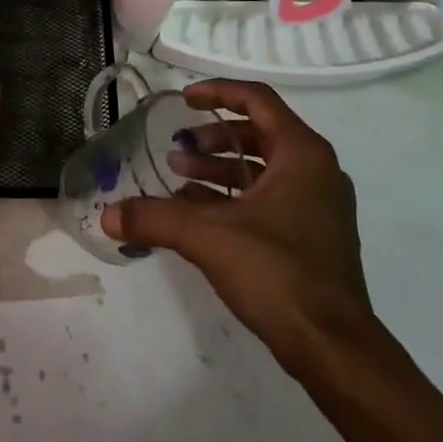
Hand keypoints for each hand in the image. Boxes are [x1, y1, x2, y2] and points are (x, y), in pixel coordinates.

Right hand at [102, 79, 375, 369]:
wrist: (335, 349)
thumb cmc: (278, 273)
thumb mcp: (207, 237)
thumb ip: (154, 218)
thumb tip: (107, 215)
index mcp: (302, 154)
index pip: (257, 99)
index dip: (218, 92)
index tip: (184, 100)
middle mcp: (317, 171)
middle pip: (259, 133)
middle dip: (213, 137)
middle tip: (178, 149)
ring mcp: (321, 206)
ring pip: (264, 169)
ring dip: (221, 169)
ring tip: (180, 180)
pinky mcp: (316, 237)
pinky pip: (271, 199)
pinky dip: (236, 197)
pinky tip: (200, 216)